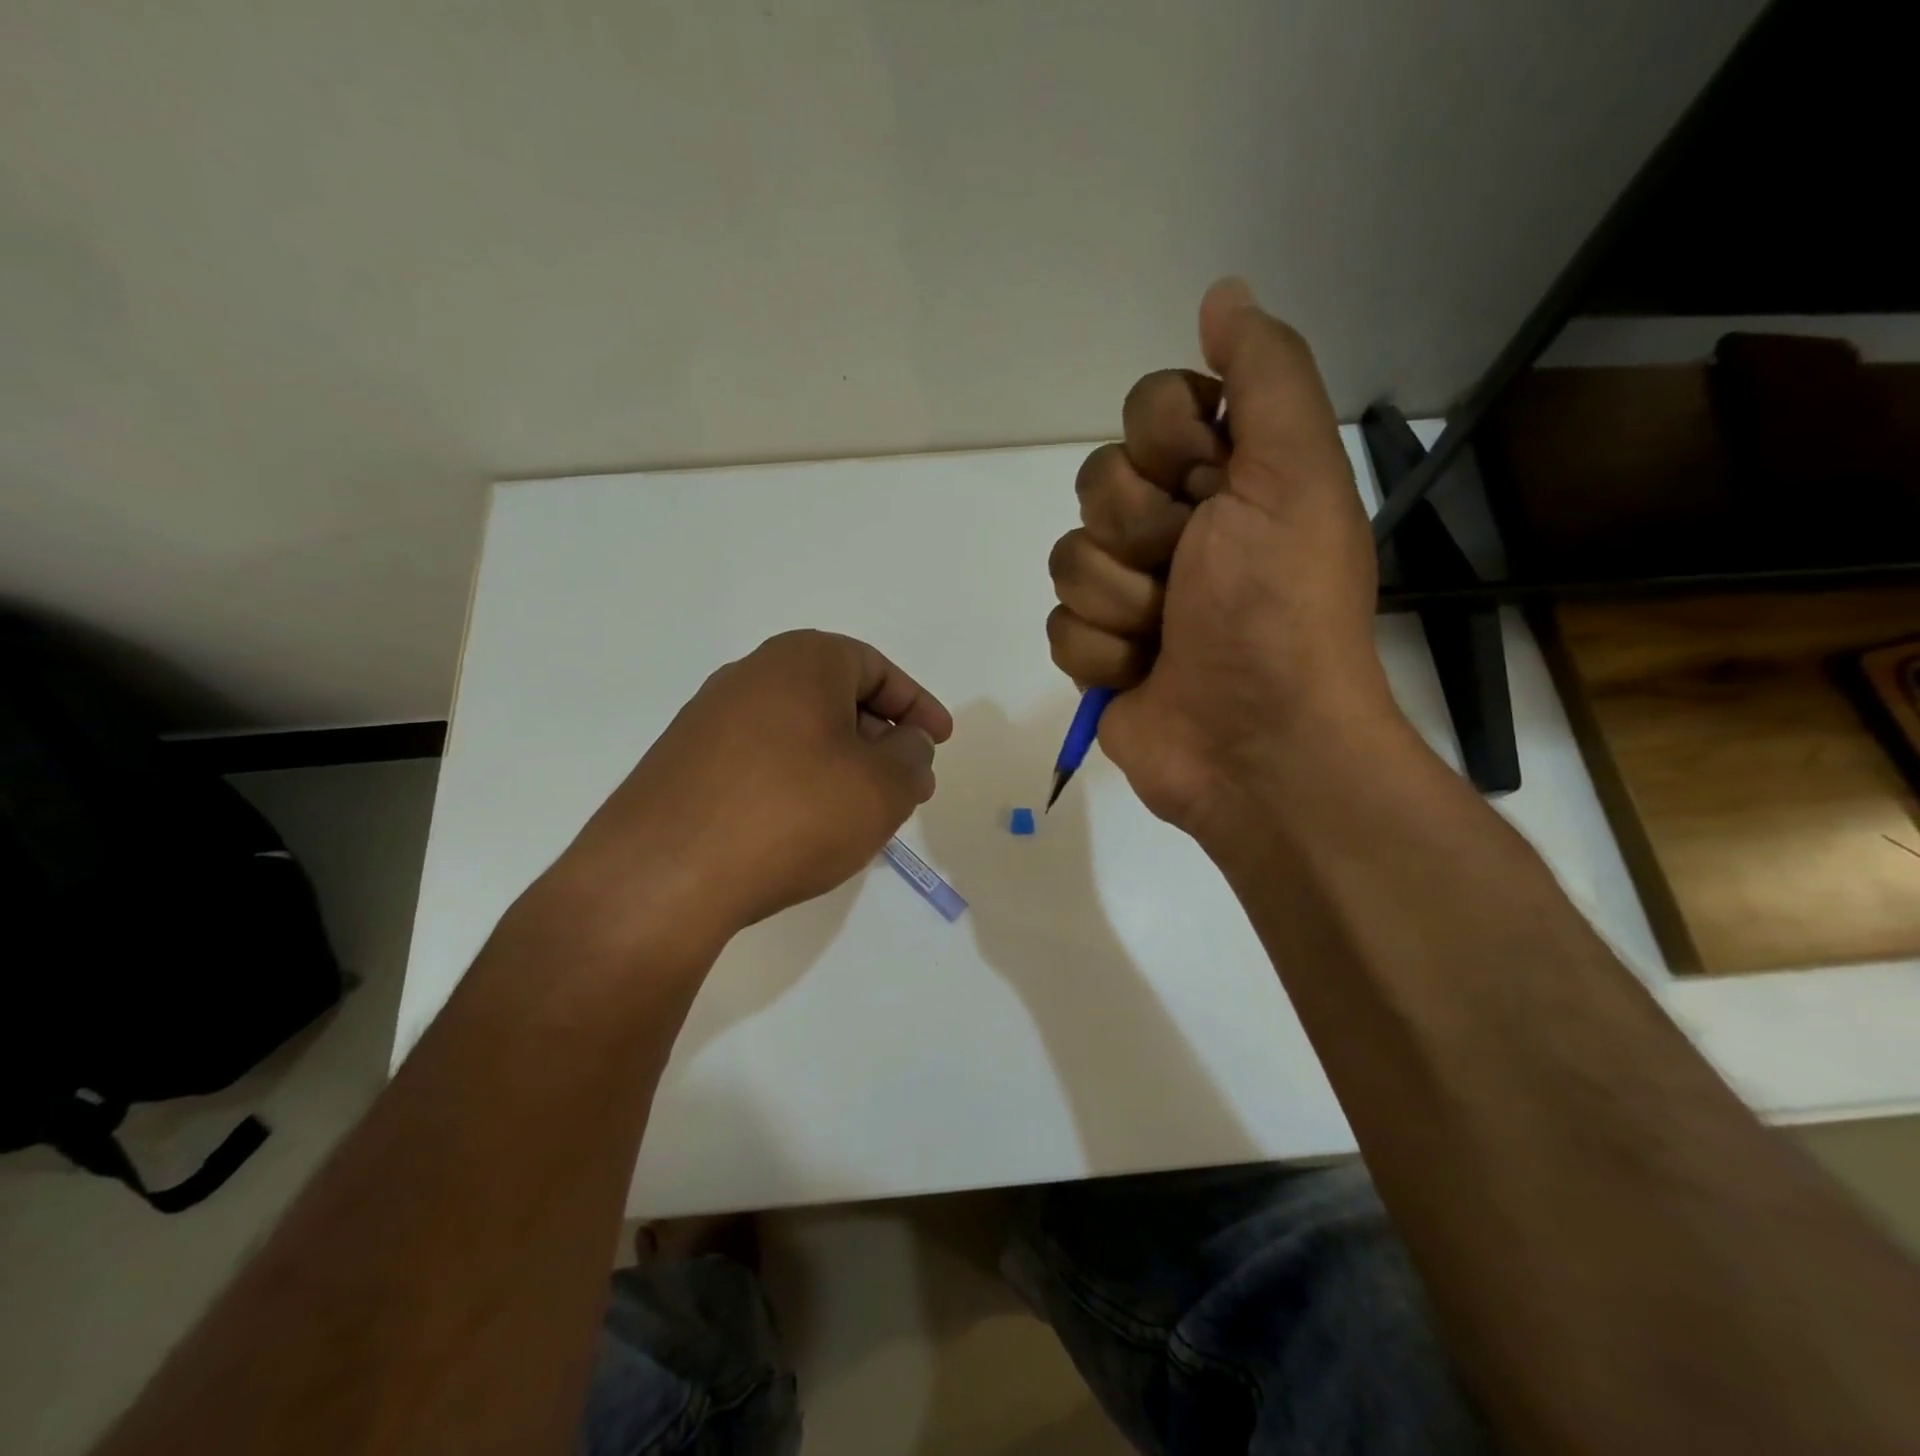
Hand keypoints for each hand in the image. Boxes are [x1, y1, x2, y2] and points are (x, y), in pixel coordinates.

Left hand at [551, 630, 952, 945]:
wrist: (663, 876)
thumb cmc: (792, 814)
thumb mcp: (881, 787)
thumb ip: (912, 756)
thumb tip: (909, 743)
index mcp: (802, 660)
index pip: (877, 669)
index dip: (917, 706)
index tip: (940, 741)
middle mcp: (751, 675)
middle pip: (836, 696)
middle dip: (880, 738)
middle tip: (907, 782)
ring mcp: (708, 719)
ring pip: (798, 730)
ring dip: (840, 763)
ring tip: (862, 810)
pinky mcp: (683, 763)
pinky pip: (761, 759)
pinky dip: (798, 781)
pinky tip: (806, 825)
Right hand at [1046, 279, 1399, 837]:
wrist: (1257, 743)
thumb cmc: (1279, 609)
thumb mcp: (1292, 476)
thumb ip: (1265, 376)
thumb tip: (1222, 293)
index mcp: (1225, 478)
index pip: (1149, 407)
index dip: (1168, 445)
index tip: (1209, 486)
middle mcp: (1174, 527)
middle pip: (1098, 481)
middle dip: (1142, 534)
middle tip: (1189, 574)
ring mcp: (1130, 592)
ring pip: (1069, 557)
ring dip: (1123, 603)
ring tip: (1167, 637)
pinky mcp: (1098, 651)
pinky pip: (1060, 626)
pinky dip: (1104, 654)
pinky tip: (1143, 676)